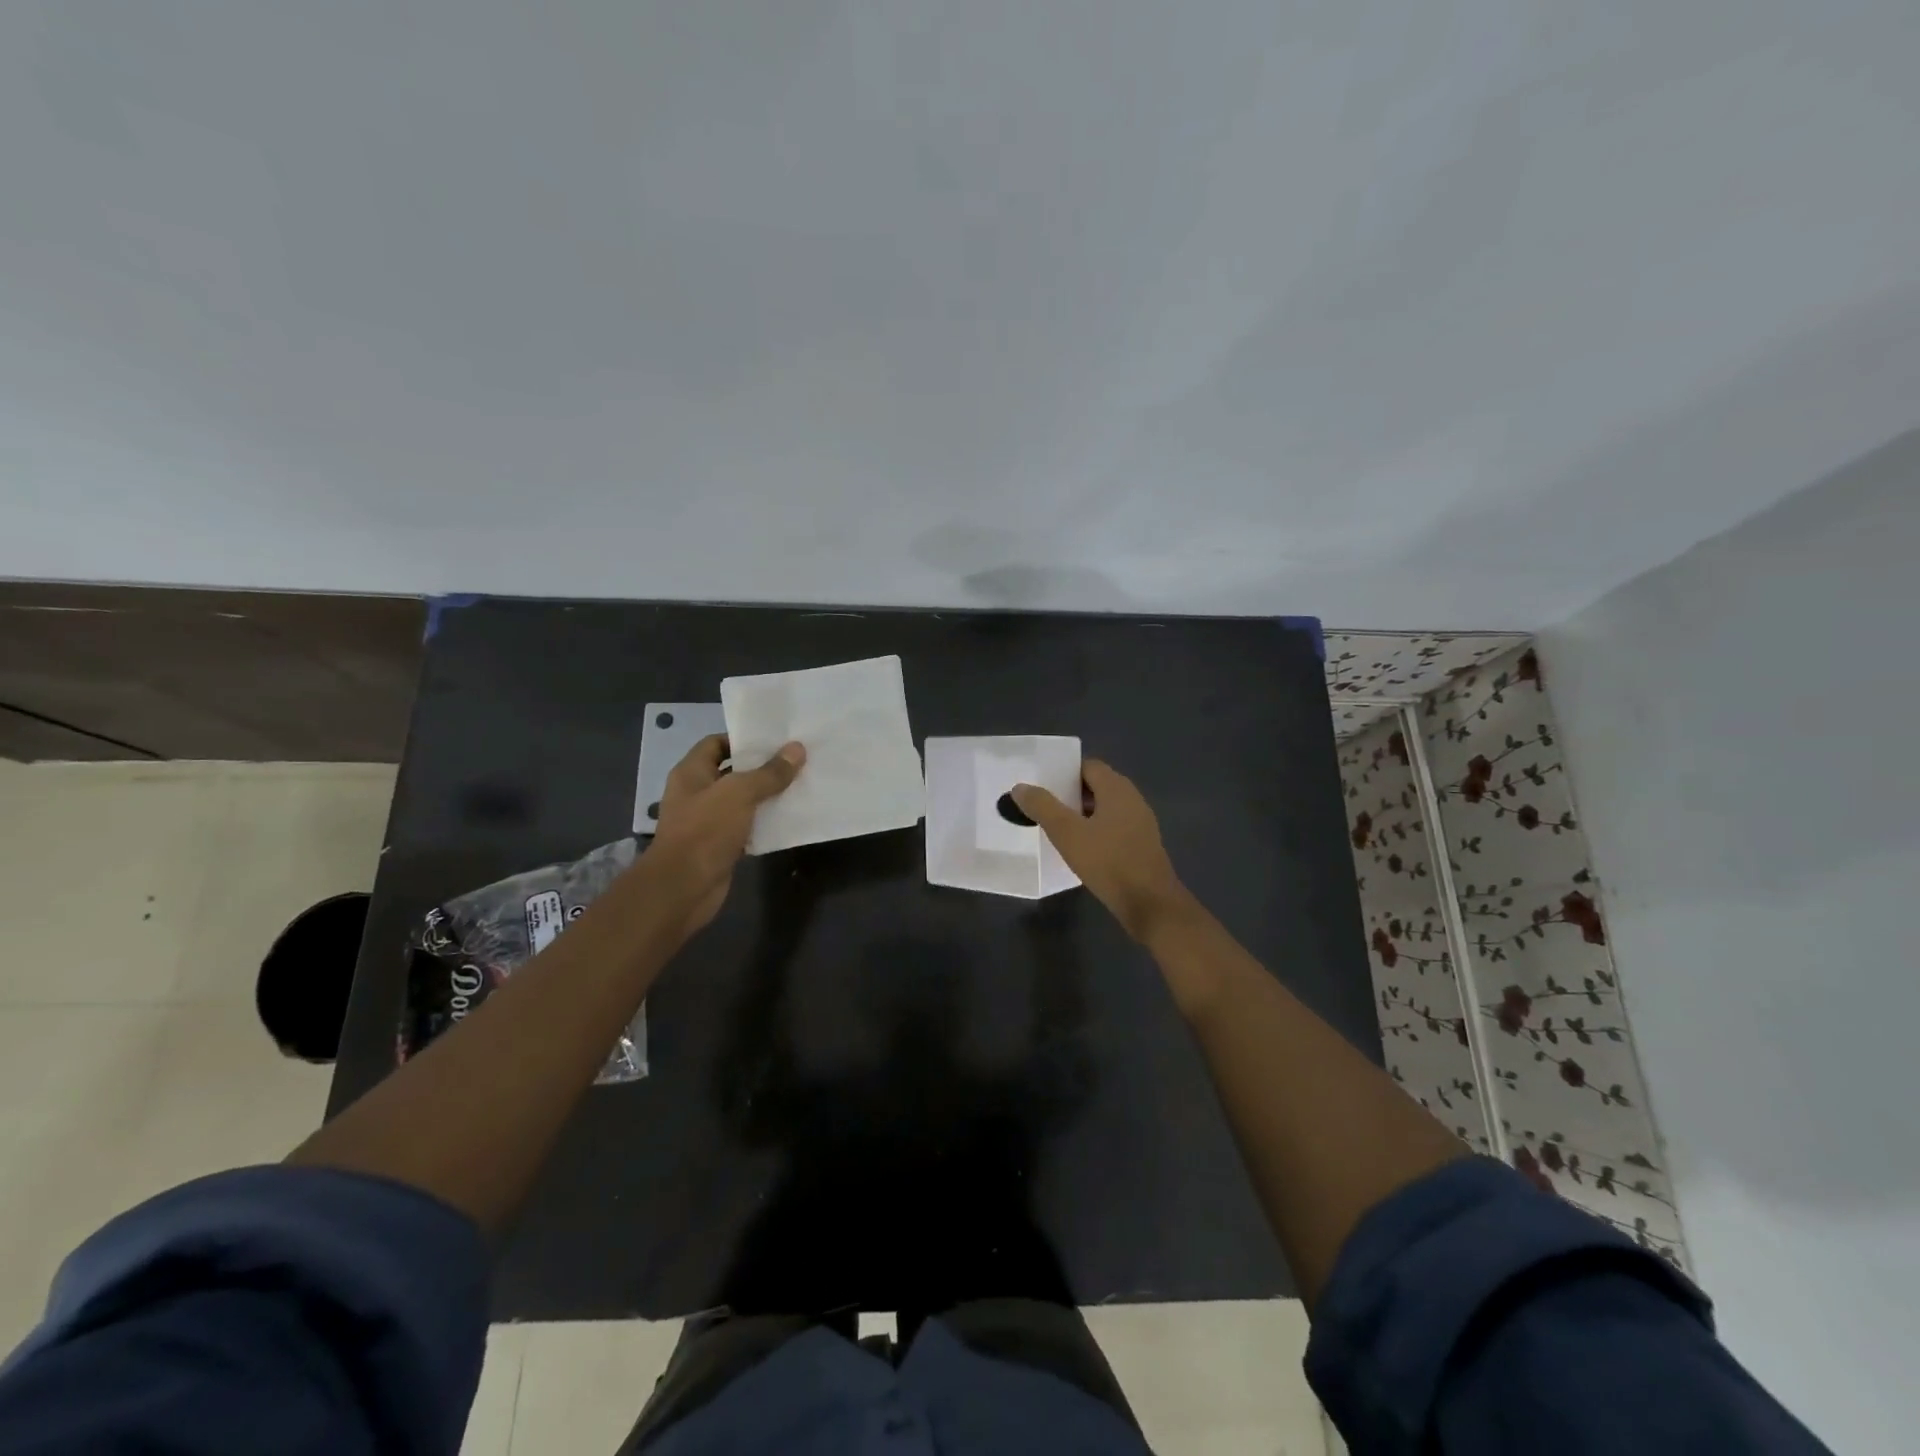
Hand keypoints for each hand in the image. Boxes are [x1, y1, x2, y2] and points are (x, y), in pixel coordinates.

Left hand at [647, 735, 804, 935]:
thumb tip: (797, 749)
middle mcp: (696, 793)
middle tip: (796, 760)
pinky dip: (764, 822)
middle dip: (762, 767)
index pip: (716, 743)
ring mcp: (707, 821)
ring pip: (742, 801)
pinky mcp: (720, 845)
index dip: (743, 739)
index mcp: (691, 772)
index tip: (776, 740)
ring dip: (766, 796)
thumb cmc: (705, 830)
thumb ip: (769, 772)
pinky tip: (789, 818)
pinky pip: (746, 826)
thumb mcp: (740, 793)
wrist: (684, 887)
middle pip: (732, 771)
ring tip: (799, 785)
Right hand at [1012, 760, 1194, 943]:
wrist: (1149, 904)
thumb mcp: (1067, 833)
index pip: (1088, 766)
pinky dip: (1095, 831)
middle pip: (1096, 786)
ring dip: (1081, 814)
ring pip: (1105, 809)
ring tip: (1056, 828)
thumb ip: (1043, 807)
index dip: (1064, 773)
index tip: (1041, 785)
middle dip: (1069, 794)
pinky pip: (1114, 827)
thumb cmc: (1108, 862)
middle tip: (1043, 807)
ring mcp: (1140, 823)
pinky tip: (1080, 849)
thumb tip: (1020, 787)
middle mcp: (1132, 799)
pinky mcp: (1142, 845)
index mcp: (1117, 789)